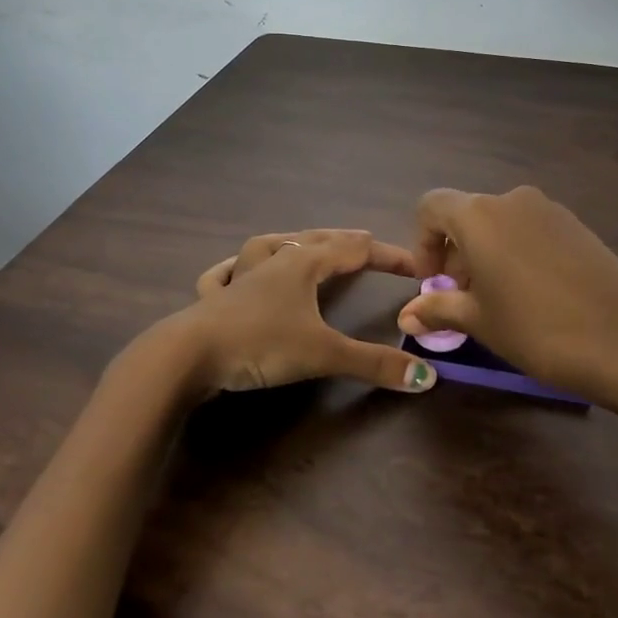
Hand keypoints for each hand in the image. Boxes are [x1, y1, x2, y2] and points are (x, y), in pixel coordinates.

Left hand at [176, 229, 438, 396]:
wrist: (189, 355)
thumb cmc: (261, 344)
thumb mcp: (323, 354)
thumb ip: (374, 364)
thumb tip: (427, 377)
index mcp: (303, 265)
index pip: (354, 250)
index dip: (387, 255)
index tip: (415, 265)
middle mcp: (273, 262)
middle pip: (315, 240)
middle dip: (344, 241)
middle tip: (366, 240)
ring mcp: (239, 277)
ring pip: (271, 246)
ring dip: (294, 242)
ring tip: (304, 242)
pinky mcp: (214, 299)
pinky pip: (224, 274)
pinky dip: (234, 268)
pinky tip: (231, 269)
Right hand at [397, 186, 617, 402]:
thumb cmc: (536, 329)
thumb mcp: (479, 321)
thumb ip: (438, 308)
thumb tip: (406, 315)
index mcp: (480, 216)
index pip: (432, 207)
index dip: (423, 242)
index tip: (433, 281)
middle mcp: (512, 200)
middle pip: (467, 215)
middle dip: (456, 253)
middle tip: (462, 297)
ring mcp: (550, 210)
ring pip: (501, 223)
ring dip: (486, 253)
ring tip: (498, 299)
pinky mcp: (578, 225)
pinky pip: (531, 230)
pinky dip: (517, 252)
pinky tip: (533, 293)